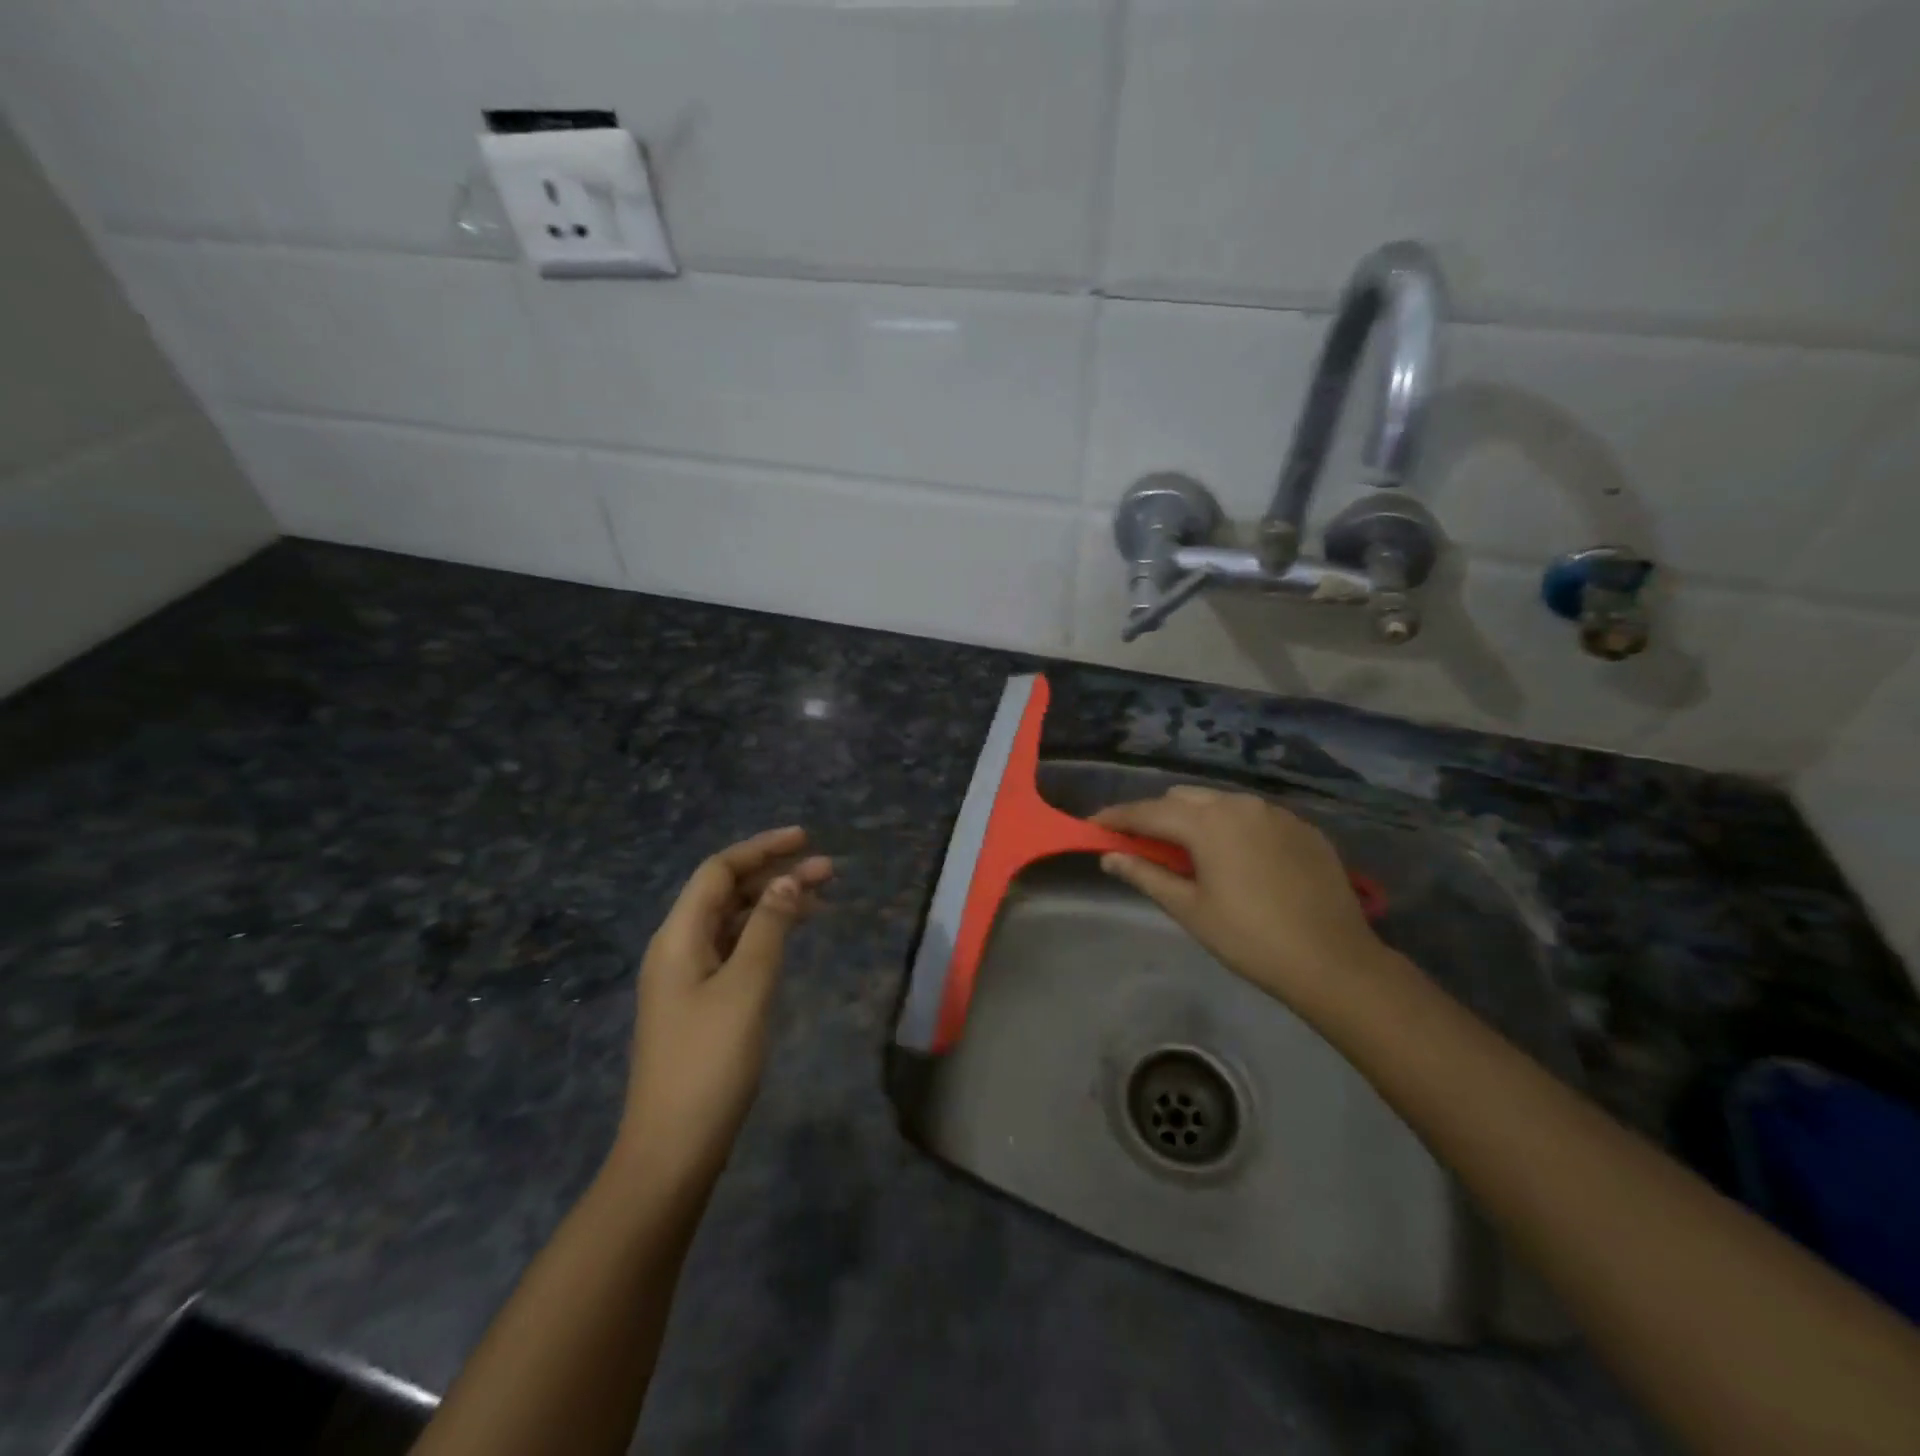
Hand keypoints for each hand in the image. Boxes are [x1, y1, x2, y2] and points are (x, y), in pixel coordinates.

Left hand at [616, 827, 832, 1185]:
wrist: (673, 1148)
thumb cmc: (710, 1062)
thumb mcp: (746, 987)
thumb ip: (768, 927)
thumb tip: (787, 881)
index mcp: (678, 937)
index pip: (718, 871)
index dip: (761, 849)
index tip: (806, 840)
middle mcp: (679, 948)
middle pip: (727, 893)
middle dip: (775, 875)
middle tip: (828, 870)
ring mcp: (688, 978)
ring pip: (734, 922)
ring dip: (774, 904)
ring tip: (823, 898)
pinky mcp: (702, 1004)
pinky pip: (736, 950)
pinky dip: (766, 935)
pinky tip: (793, 937)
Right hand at [1093, 788, 1389, 1018]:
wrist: (1333, 961)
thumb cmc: (1250, 939)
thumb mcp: (1190, 909)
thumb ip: (1146, 875)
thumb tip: (1109, 857)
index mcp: (1208, 822)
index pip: (1148, 811)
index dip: (1116, 817)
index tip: (1092, 826)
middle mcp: (1240, 804)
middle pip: (1183, 799)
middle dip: (1157, 816)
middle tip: (1142, 845)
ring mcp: (1276, 813)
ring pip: (1220, 803)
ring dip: (1196, 819)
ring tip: (1188, 851)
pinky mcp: (1302, 828)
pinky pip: (1254, 816)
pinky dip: (1233, 827)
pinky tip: (1236, 858)